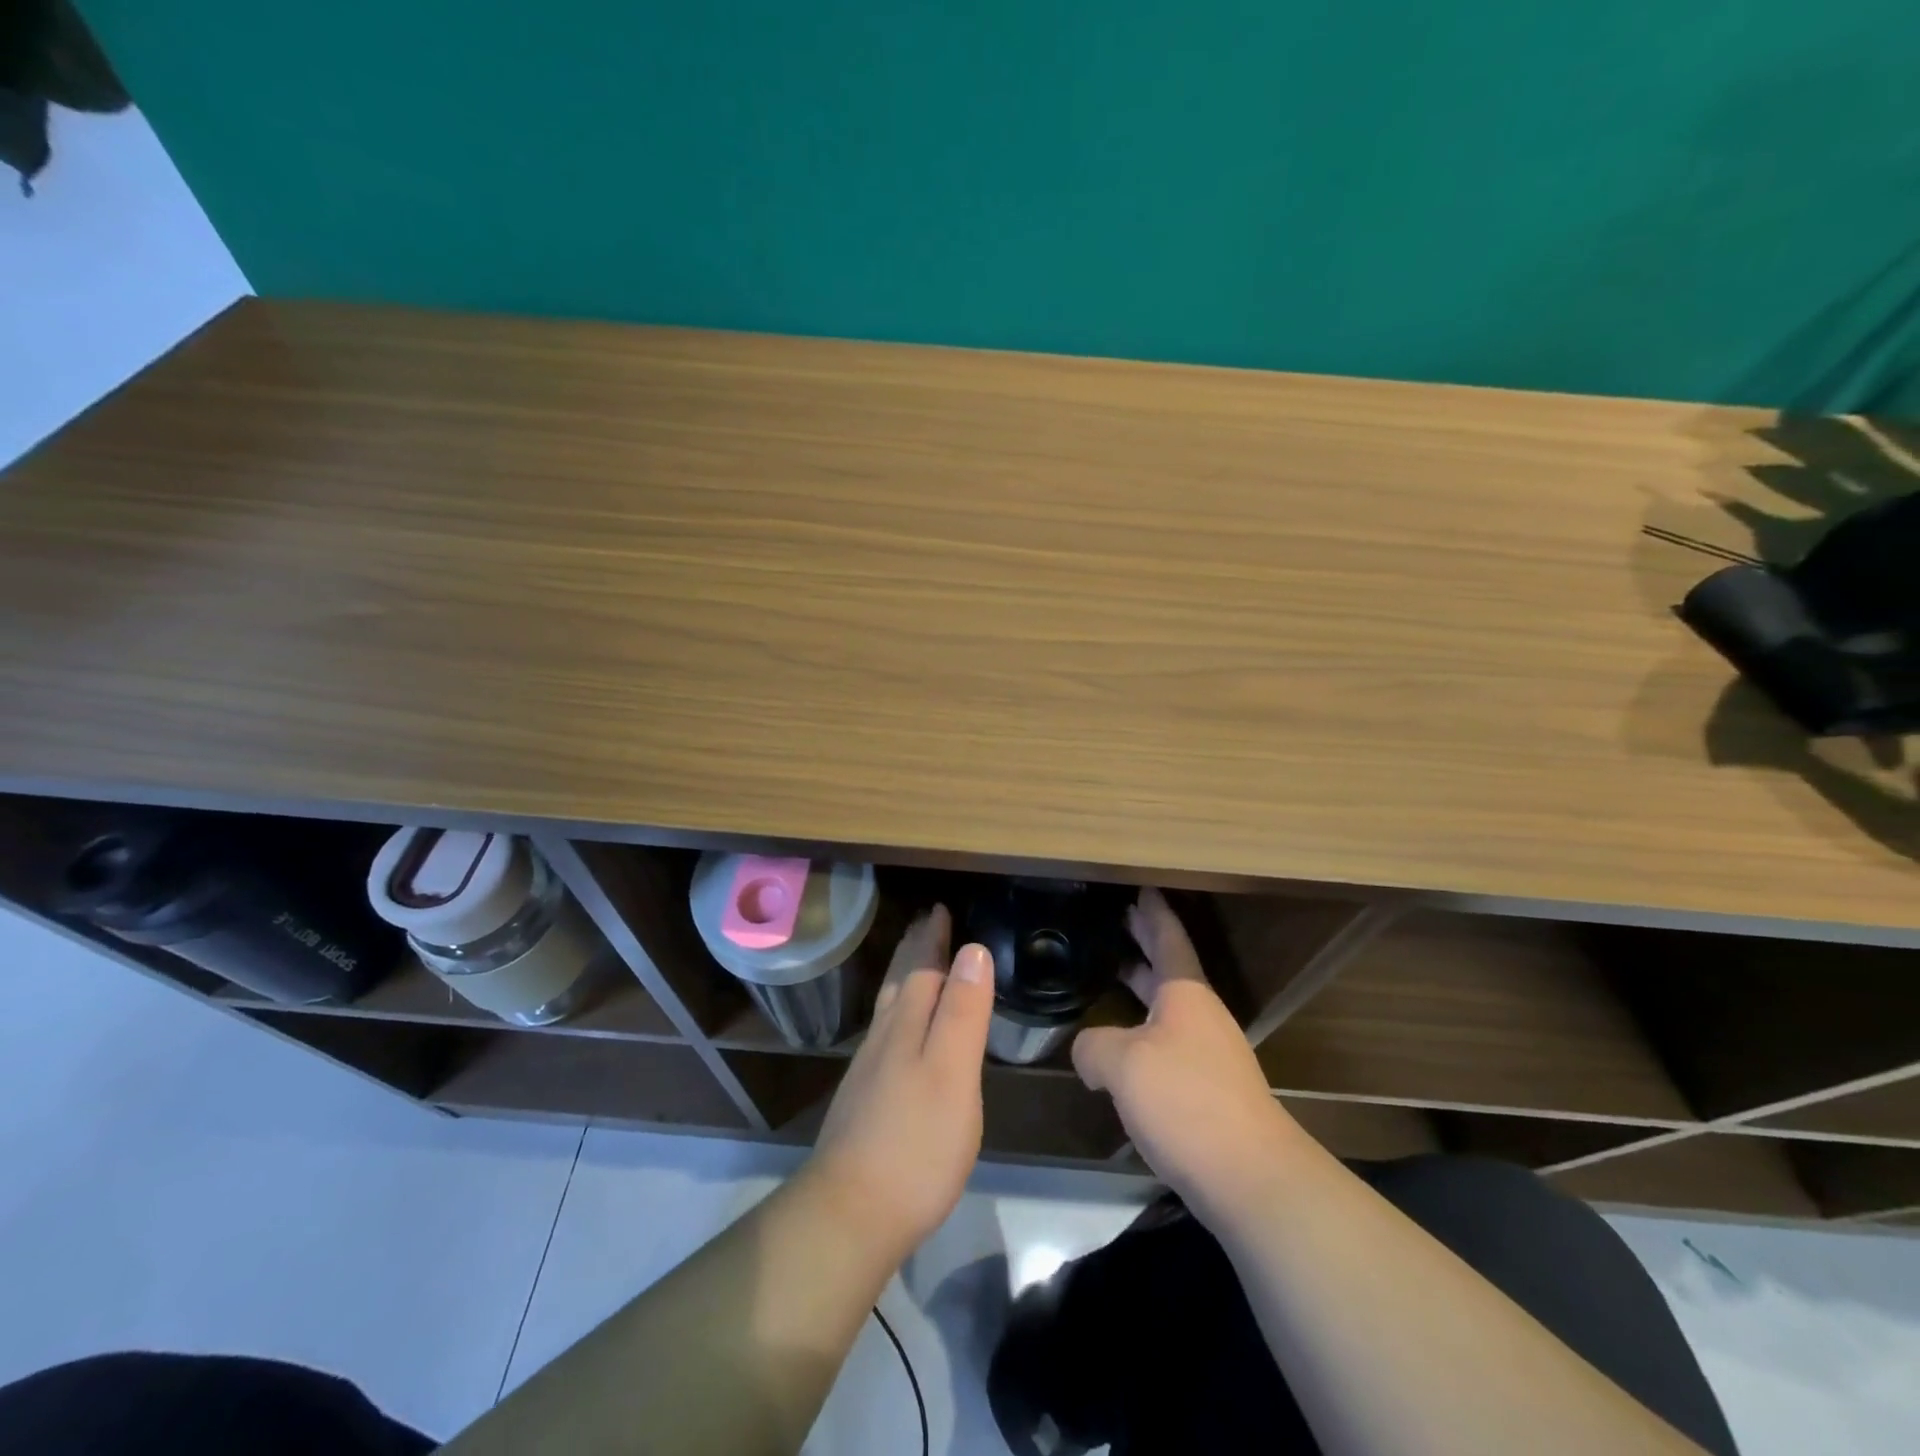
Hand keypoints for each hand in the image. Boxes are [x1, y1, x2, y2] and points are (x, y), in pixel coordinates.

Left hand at [801, 905, 994, 1260]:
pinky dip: (897, 1015)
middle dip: (914, 951)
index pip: (923, 969)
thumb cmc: (914, 1142)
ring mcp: (869, 1072)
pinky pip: (884, 1036)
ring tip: (912, 963)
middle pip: (900, 983)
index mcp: (906, 1026)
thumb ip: (962, 1012)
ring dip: (903, 979)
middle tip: (923, 923)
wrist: (850, 1214)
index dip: (933, 939)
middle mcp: (883, 1040)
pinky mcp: (864, 1102)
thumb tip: (973, 949)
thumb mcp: (952, 1072)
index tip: (940, 908)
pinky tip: (898, 1033)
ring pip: (888, 1009)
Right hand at [1073, 888, 1298, 1210]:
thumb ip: (1093, 1046)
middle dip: (1145, 942)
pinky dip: (1142, 1027)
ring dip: (1142, 985)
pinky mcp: (1206, 1089)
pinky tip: (1119, 1043)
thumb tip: (1086, 1050)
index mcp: (1185, 994)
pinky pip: (1167, 1040)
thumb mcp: (1122, 1064)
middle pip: (1169, 967)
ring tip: (1112, 971)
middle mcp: (1200, 1015)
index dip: (1153, 913)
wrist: (1249, 1176)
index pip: (1169, 939)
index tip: (1142, 888)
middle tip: (1119, 918)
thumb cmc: (1186, 1101)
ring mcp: (1207, 1053)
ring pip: (1167, 1006)